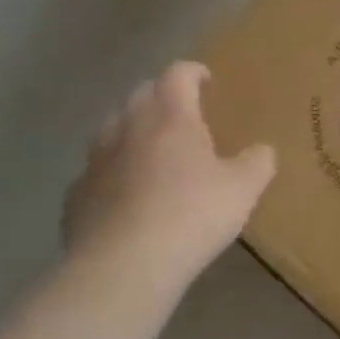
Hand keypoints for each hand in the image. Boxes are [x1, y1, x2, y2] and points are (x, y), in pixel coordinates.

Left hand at [63, 62, 275, 284]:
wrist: (123, 266)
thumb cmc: (191, 216)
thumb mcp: (243, 190)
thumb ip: (257, 163)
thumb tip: (263, 150)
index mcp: (170, 116)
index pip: (178, 74)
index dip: (193, 72)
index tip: (206, 80)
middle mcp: (127, 126)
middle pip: (141, 94)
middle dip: (162, 97)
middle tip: (183, 116)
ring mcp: (95, 159)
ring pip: (112, 129)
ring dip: (132, 132)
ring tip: (151, 153)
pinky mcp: (76, 194)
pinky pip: (96, 172)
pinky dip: (112, 174)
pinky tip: (125, 198)